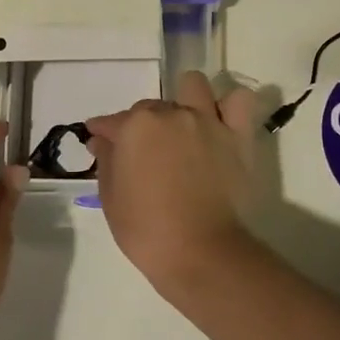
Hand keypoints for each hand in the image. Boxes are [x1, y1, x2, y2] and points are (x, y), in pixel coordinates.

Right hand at [84, 71, 260, 297]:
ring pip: (194, 87)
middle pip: (151, 107)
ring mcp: (207, 121)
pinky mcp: (237, 136)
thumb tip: (103, 139)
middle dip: (142, 125)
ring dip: (184, 99)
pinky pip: (239, 102)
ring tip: (183, 126)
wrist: (199, 252)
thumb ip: (106, 160)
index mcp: (136, 126)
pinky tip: (219, 121)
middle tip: (144, 154)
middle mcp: (171, 113)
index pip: (112, 121)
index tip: (100, 142)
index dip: (103, 132)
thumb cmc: (145, 229)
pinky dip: (229, 106)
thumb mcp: (110, 197)